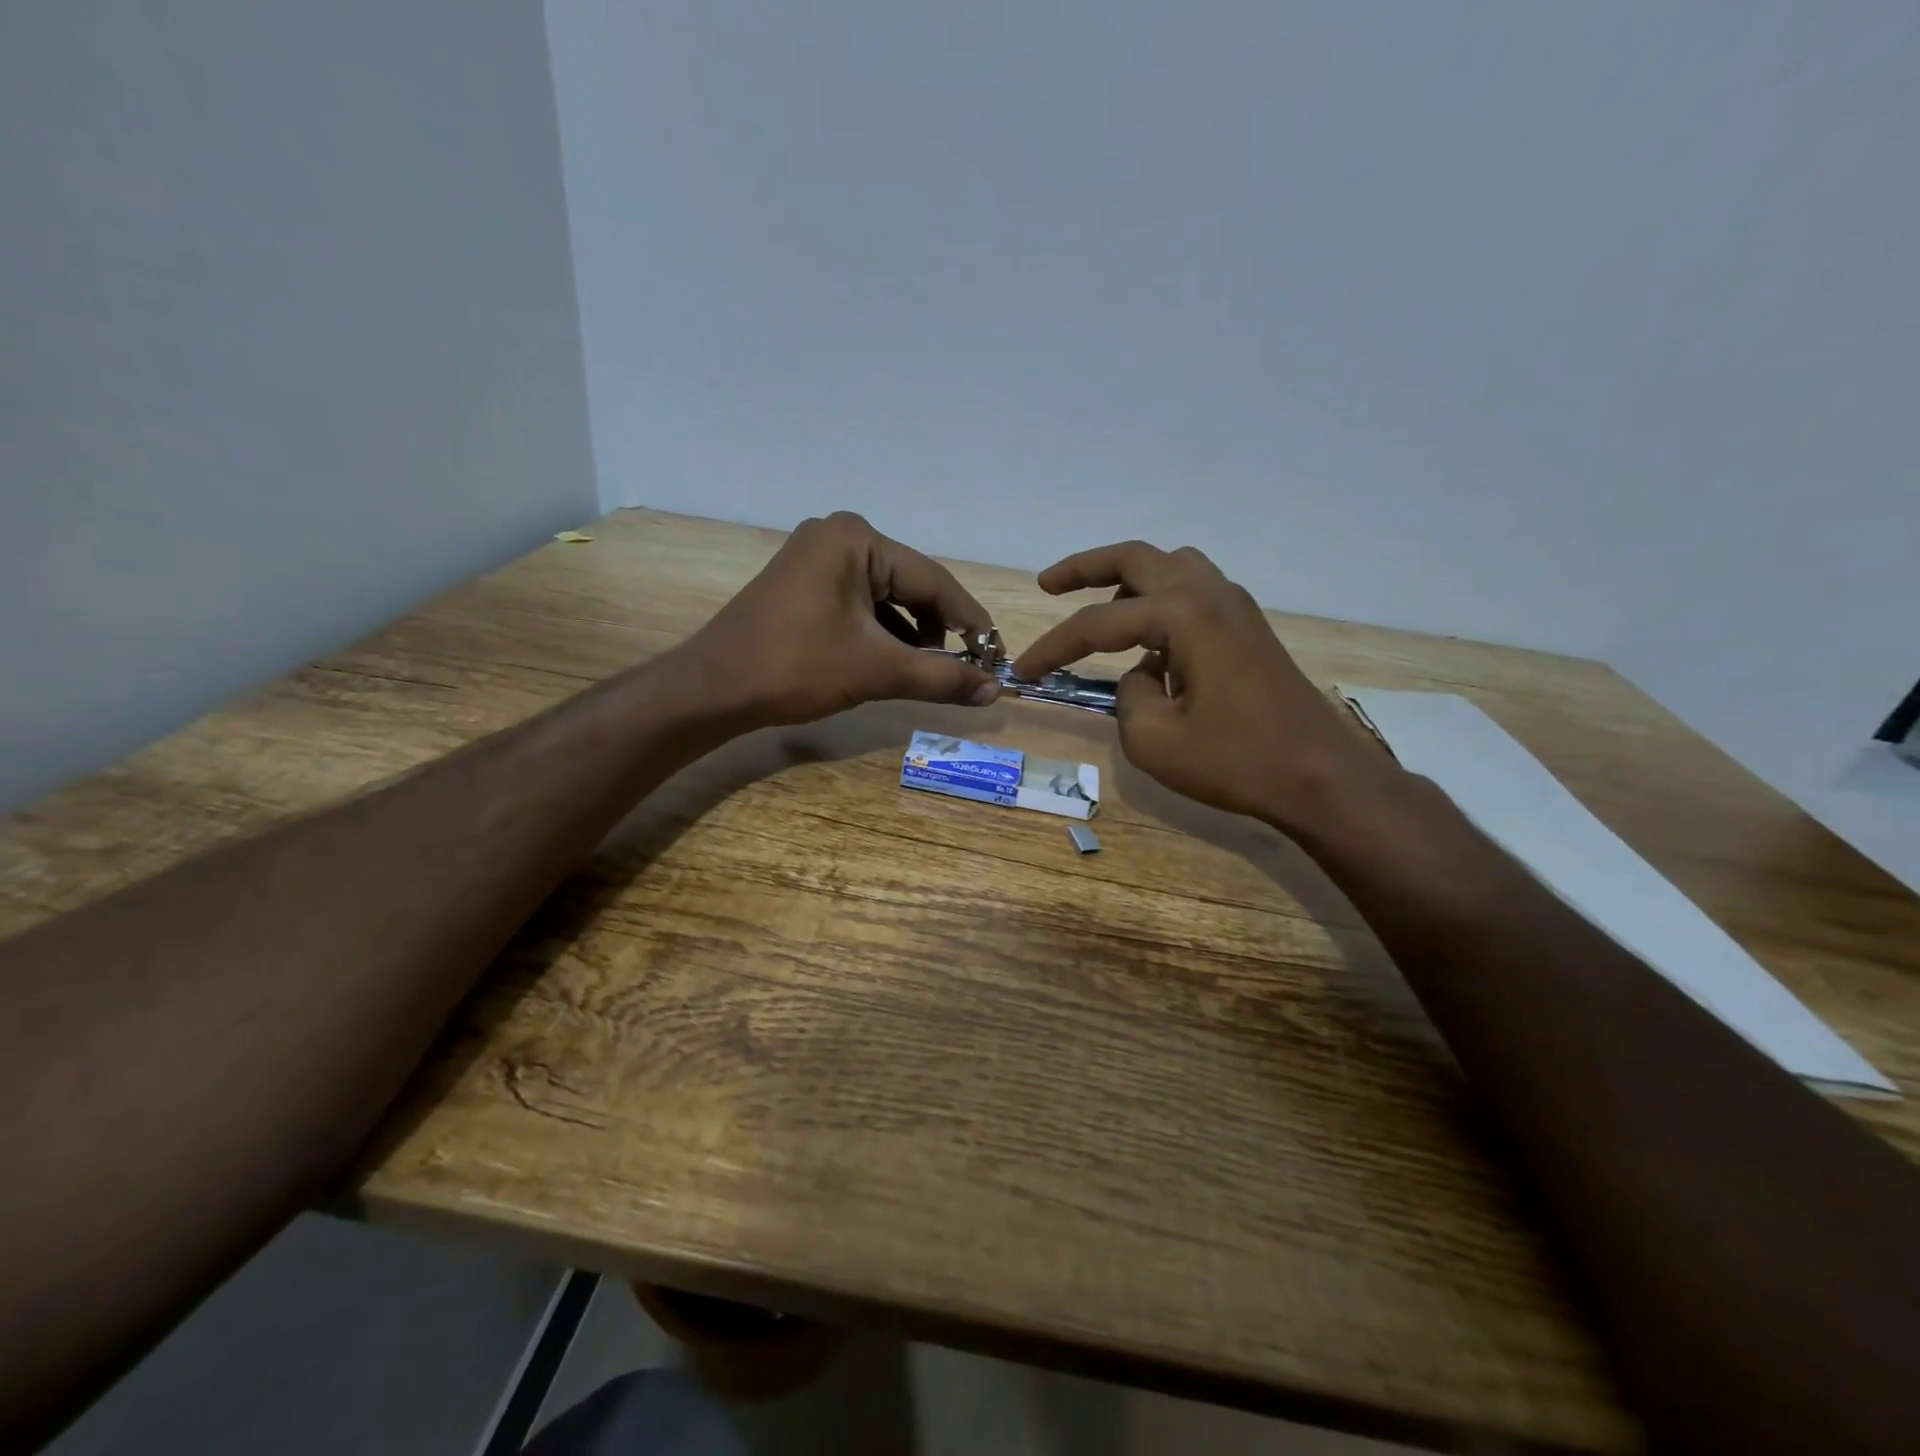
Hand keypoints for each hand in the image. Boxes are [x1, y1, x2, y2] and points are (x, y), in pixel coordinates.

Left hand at [685, 512, 998, 727]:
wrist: (713, 689)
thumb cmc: (796, 668)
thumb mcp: (876, 671)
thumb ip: (941, 677)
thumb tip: (996, 691)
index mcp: (857, 540)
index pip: (933, 580)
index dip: (970, 620)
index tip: (996, 655)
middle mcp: (838, 536)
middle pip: (910, 585)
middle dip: (939, 629)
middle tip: (966, 669)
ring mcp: (816, 557)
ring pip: (886, 597)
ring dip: (911, 635)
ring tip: (929, 672)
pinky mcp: (804, 582)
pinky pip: (860, 603)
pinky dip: (881, 633)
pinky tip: (893, 662)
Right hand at [1011, 542, 1390, 828]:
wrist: (1320, 776)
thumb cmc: (1236, 760)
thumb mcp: (1154, 740)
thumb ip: (1128, 697)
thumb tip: (1141, 675)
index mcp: (1183, 614)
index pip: (1097, 624)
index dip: (1052, 647)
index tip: (1021, 671)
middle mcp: (1210, 594)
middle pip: (1136, 559)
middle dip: (1085, 568)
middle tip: (1047, 585)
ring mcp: (1236, 606)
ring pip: (1170, 566)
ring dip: (1128, 580)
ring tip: (1101, 612)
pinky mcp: (1248, 628)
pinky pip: (1193, 591)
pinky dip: (1160, 600)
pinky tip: (1150, 642)